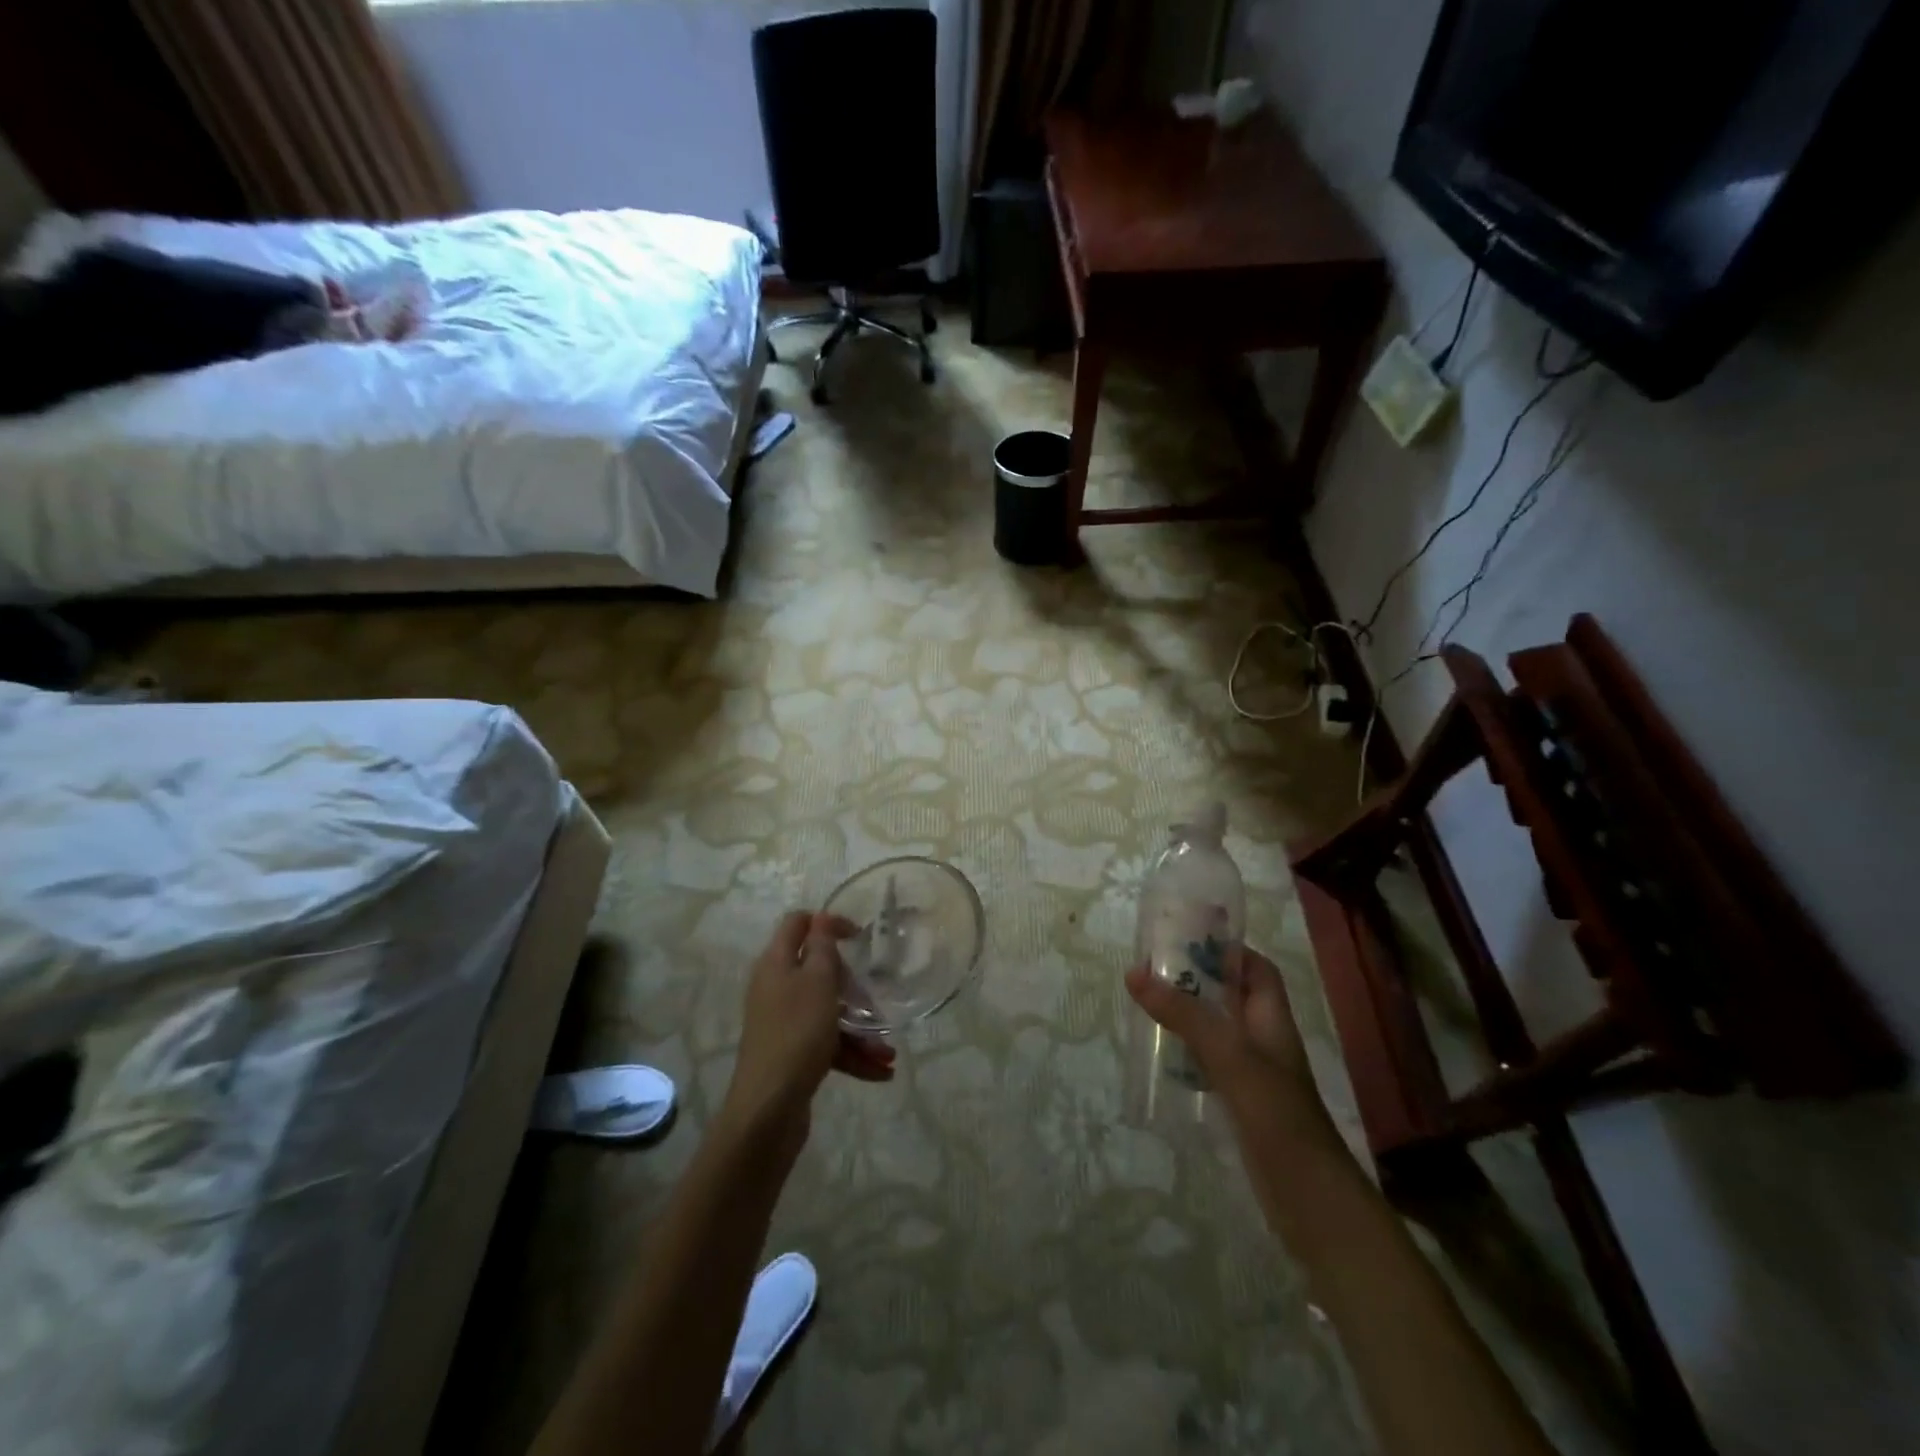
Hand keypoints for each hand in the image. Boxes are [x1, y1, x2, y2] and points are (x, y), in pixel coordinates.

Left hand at [720, 911, 895, 1151]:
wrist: (768, 1110)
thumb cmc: (797, 1034)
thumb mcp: (818, 983)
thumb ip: (822, 948)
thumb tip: (820, 918)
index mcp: (776, 964)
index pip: (798, 924)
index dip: (828, 922)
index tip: (859, 936)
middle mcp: (776, 988)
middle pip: (818, 971)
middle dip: (852, 987)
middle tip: (874, 999)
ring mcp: (783, 1023)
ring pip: (828, 1012)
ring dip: (859, 1028)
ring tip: (888, 1051)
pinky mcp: (792, 1054)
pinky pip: (826, 1043)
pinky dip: (851, 1053)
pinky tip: (881, 1072)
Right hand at [1126, 949, 1330, 1139]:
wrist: (1307, 1195)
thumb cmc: (1274, 1112)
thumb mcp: (1227, 1053)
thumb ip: (1183, 1013)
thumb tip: (1136, 972)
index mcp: (1272, 1019)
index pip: (1258, 970)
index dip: (1229, 950)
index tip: (1188, 939)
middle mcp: (1265, 1040)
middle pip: (1233, 996)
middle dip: (1198, 980)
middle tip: (1155, 970)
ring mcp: (1254, 1073)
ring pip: (1219, 1030)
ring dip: (1189, 1015)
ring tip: (1149, 1003)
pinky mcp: (1241, 1102)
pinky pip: (1211, 1062)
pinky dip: (1188, 1051)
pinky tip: (1162, 1054)